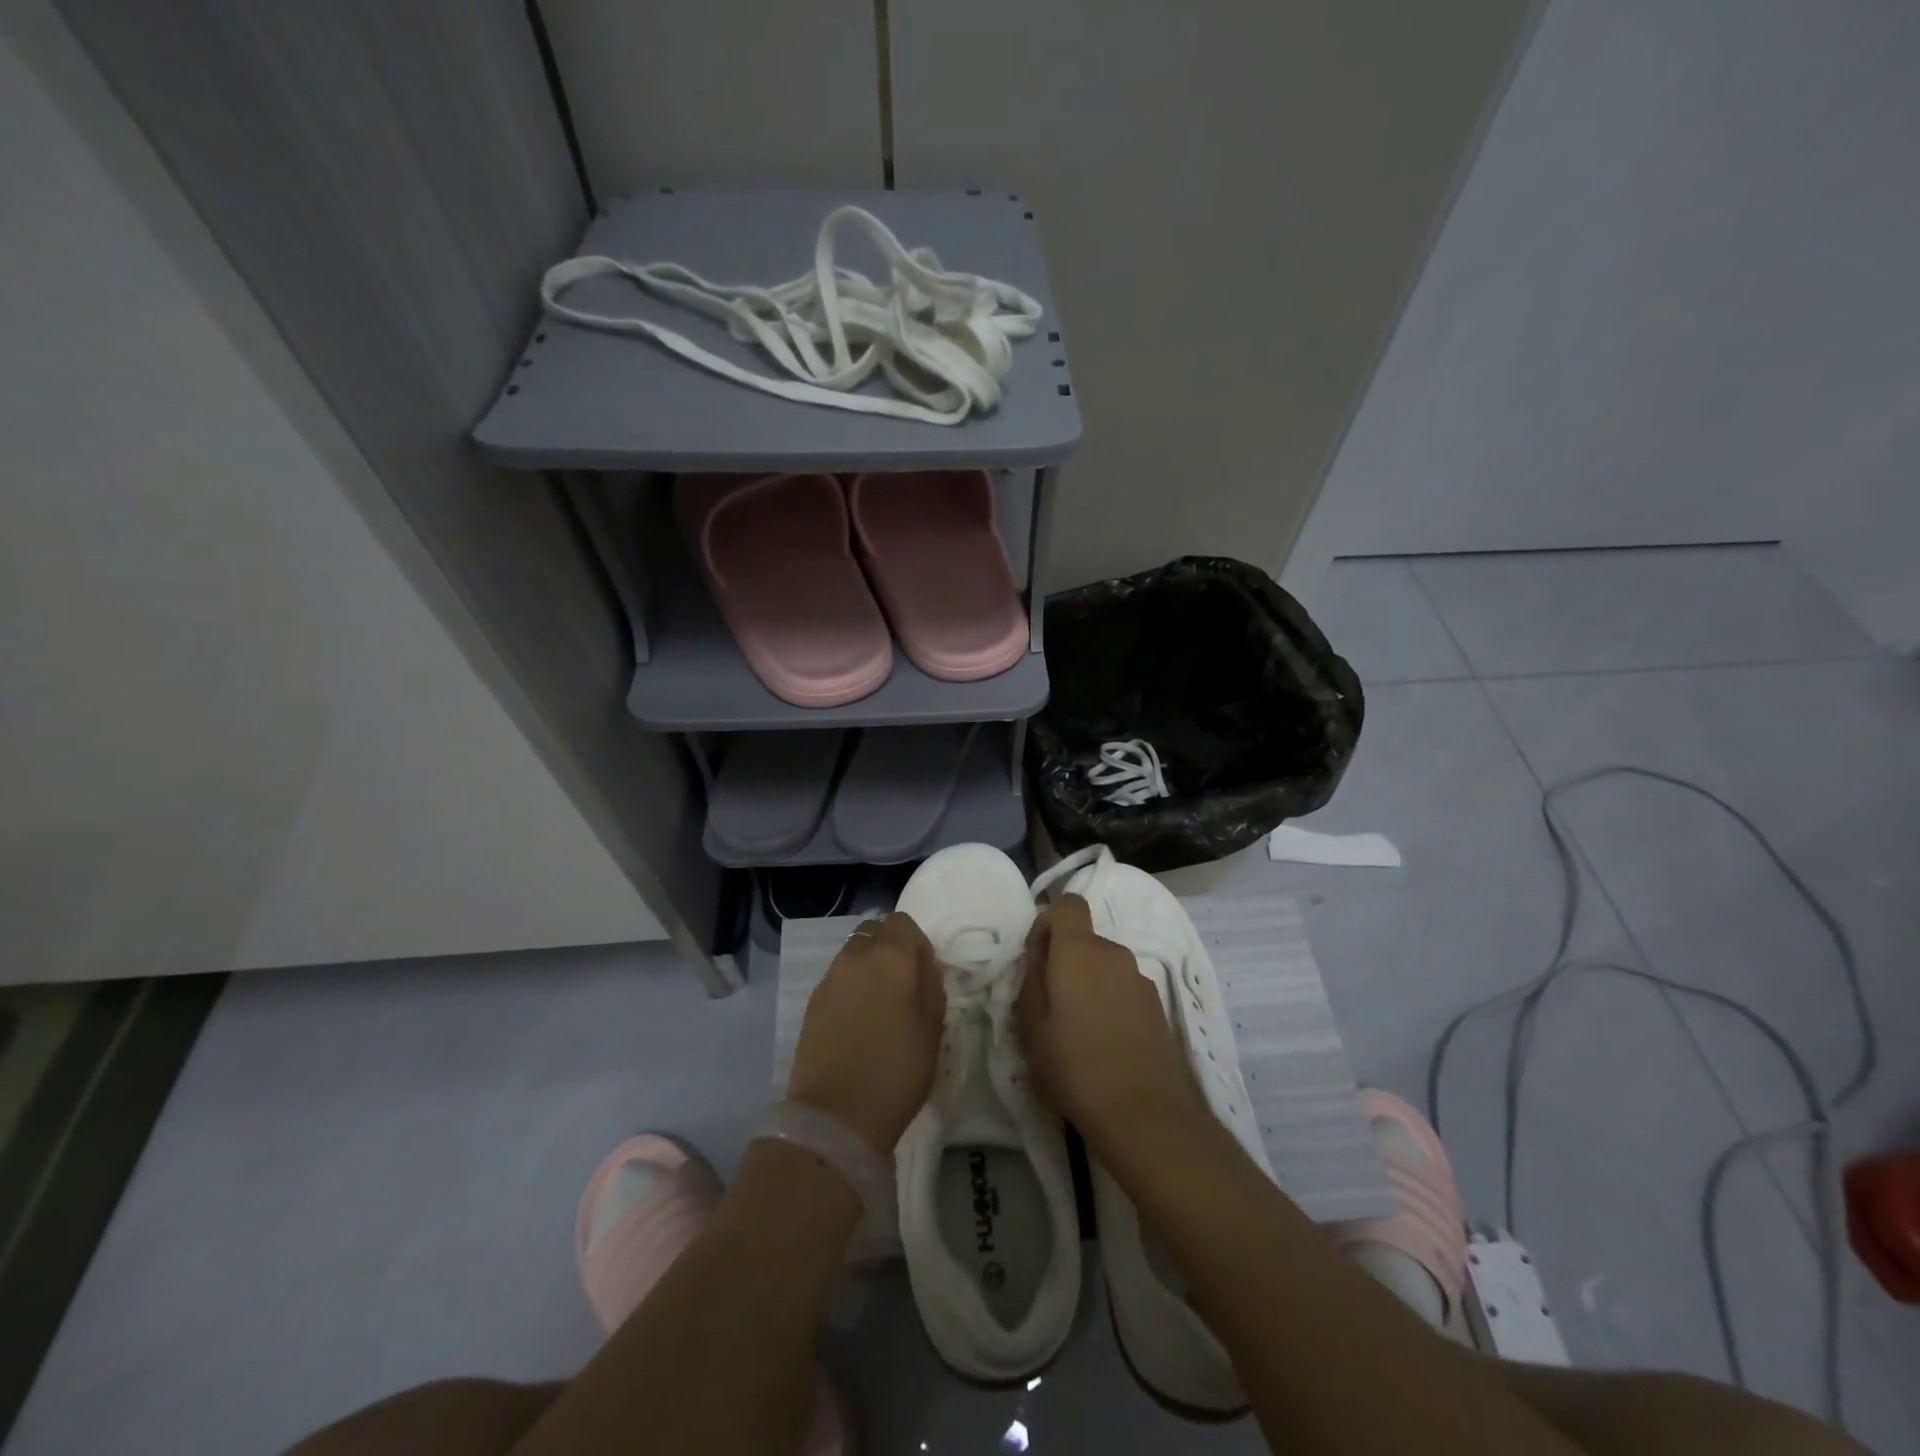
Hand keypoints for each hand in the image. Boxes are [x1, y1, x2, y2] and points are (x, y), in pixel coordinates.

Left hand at [786, 912, 944, 1155]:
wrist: (836, 1115)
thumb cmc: (897, 1069)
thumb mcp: (933, 1027)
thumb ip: (930, 983)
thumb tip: (921, 964)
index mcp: (890, 956)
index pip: (902, 922)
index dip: (915, 941)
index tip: (923, 971)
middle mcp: (856, 957)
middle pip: (874, 932)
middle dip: (889, 948)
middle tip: (902, 986)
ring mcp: (829, 978)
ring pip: (853, 954)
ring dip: (868, 967)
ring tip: (879, 1006)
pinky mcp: (812, 1002)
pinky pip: (838, 978)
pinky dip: (850, 987)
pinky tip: (858, 1021)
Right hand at [1016, 894, 1200, 1151]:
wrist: (1143, 1114)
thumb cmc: (1074, 1066)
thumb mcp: (1030, 1025)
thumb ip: (1031, 978)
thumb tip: (1039, 954)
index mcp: (1079, 950)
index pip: (1068, 903)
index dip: (1049, 922)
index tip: (1038, 959)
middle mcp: (1114, 954)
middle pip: (1084, 939)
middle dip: (1065, 961)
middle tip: (1049, 1007)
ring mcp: (1141, 980)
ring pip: (1104, 966)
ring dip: (1089, 984)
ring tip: (1078, 1032)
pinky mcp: (1158, 1007)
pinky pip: (1123, 989)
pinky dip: (1110, 1003)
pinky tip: (1105, 1045)